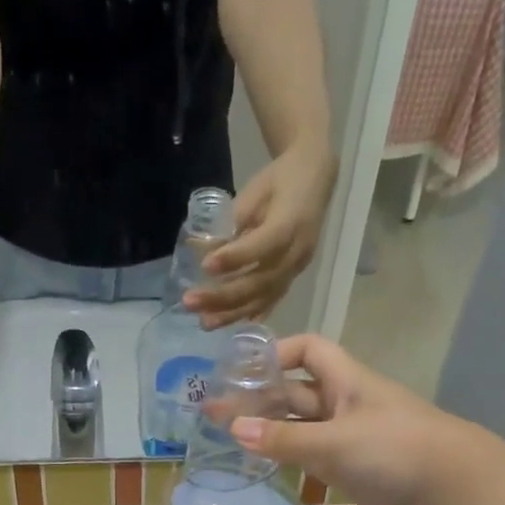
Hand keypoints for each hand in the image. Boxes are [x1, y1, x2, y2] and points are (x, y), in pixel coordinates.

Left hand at [188, 139, 337, 327]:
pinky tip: (229, 324)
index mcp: (291, 222)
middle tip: (190, 302)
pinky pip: (271, 301)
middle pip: (260, 281)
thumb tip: (200, 250)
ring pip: (264, 297)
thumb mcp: (253, 192)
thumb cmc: (279, 181)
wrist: (315, 179)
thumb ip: (231, 222)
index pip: (263, 245)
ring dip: (231, 313)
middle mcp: (297, 251)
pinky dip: (249, 314)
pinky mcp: (293, 278)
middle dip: (223, 296)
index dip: (235, 257)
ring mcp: (297, 268)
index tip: (205, 266)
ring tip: (204, 322)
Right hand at [230, 334, 477, 504]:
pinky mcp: (350, 468)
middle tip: (213, 413)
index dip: (275, 354)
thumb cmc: (395, 449)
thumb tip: (233, 429)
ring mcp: (346, 438)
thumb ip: (284, 438)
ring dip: (268, 430)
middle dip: (258, 399)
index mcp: (344, 381)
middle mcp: (343, 404)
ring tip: (226, 438)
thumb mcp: (334, 441)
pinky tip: (259, 464)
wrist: (451, 489)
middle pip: (294, 392)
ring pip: (299, 427)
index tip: (240, 371)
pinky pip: (310, 456)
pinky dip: (286, 457)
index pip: (307, 350)